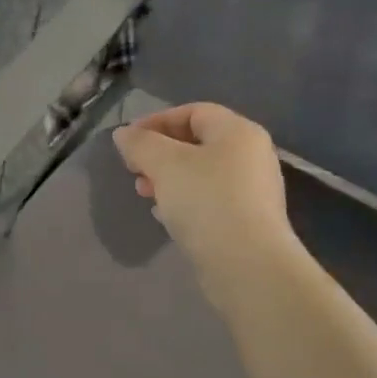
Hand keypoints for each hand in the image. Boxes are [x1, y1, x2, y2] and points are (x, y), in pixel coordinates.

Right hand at [111, 103, 299, 293]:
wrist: (247, 266)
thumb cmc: (206, 201)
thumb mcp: (164, 164)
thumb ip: (140, 143)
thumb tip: (124, 134)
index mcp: (238, 132)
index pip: (193, 112)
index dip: (156, 121)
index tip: (127, 142)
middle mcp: (251, 156)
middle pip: (197, 143)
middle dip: (159, 154)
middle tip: (133, 170)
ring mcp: (252, 191)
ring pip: (201, 174)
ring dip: (168, 179)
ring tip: (144, 194)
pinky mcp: (247, 222)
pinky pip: (209, 200)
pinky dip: (184, 201)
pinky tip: (164, 216)